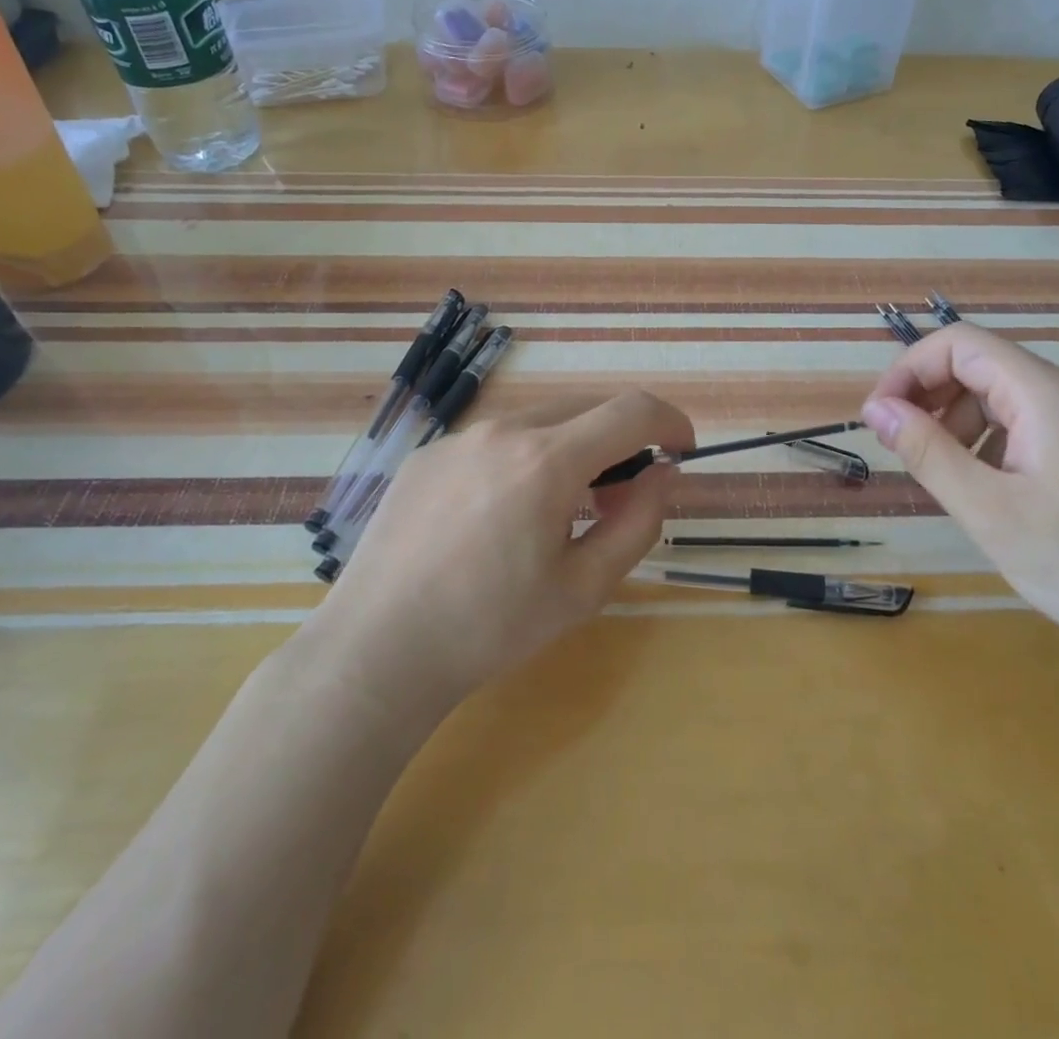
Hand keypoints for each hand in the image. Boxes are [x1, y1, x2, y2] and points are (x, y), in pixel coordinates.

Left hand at [314, 391, 694, 714]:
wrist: (377, 649)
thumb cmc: (491, 627)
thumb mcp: (584, 587)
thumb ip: (638, 521)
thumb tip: (664, 473)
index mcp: (547, 460)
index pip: (631, 410)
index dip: (670, 421)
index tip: (681, 450)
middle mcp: (503, 430)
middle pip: (586, 409)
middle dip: (619, 442)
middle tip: (616, 500)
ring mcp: (458, 438)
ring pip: (539, 422)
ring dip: (570, 450)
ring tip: (557, 511)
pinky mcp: (427, 455)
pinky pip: (494, 440)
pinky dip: (522, 459)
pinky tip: (499, 516)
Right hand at [861, 324, 1058, 673]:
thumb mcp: (989, 511)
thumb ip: (928, 452)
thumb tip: (876, 409)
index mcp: (1046, 393)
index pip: (959, 344)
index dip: (908, 370)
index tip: (879, 419)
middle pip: (980, 365)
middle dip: (929, 397)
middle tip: (904, 451)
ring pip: (1001, 397)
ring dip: (957, 423)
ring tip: (944, 477)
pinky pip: (1027, 425)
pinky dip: (990, 443)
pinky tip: (989, 491)